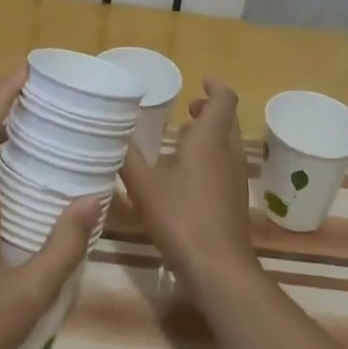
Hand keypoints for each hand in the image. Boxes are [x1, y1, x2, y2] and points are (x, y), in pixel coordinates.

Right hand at [120, 79, 257, 285]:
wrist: (218, 267)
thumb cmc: (181, 217)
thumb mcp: (144, 186)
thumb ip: (128, 157)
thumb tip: (112, 133)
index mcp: (209, 139)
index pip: (223, 100)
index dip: (215, 86)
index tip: (200, 81)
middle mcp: (228, 152)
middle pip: (227, 120)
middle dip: (210, 109)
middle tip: (187, 108)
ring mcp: (235, 177)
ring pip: (228, 143)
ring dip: (211, 133)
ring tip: (182, 138)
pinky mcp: (235, 199)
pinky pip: (226, 164)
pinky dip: (212, 156)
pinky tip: (188, 175)